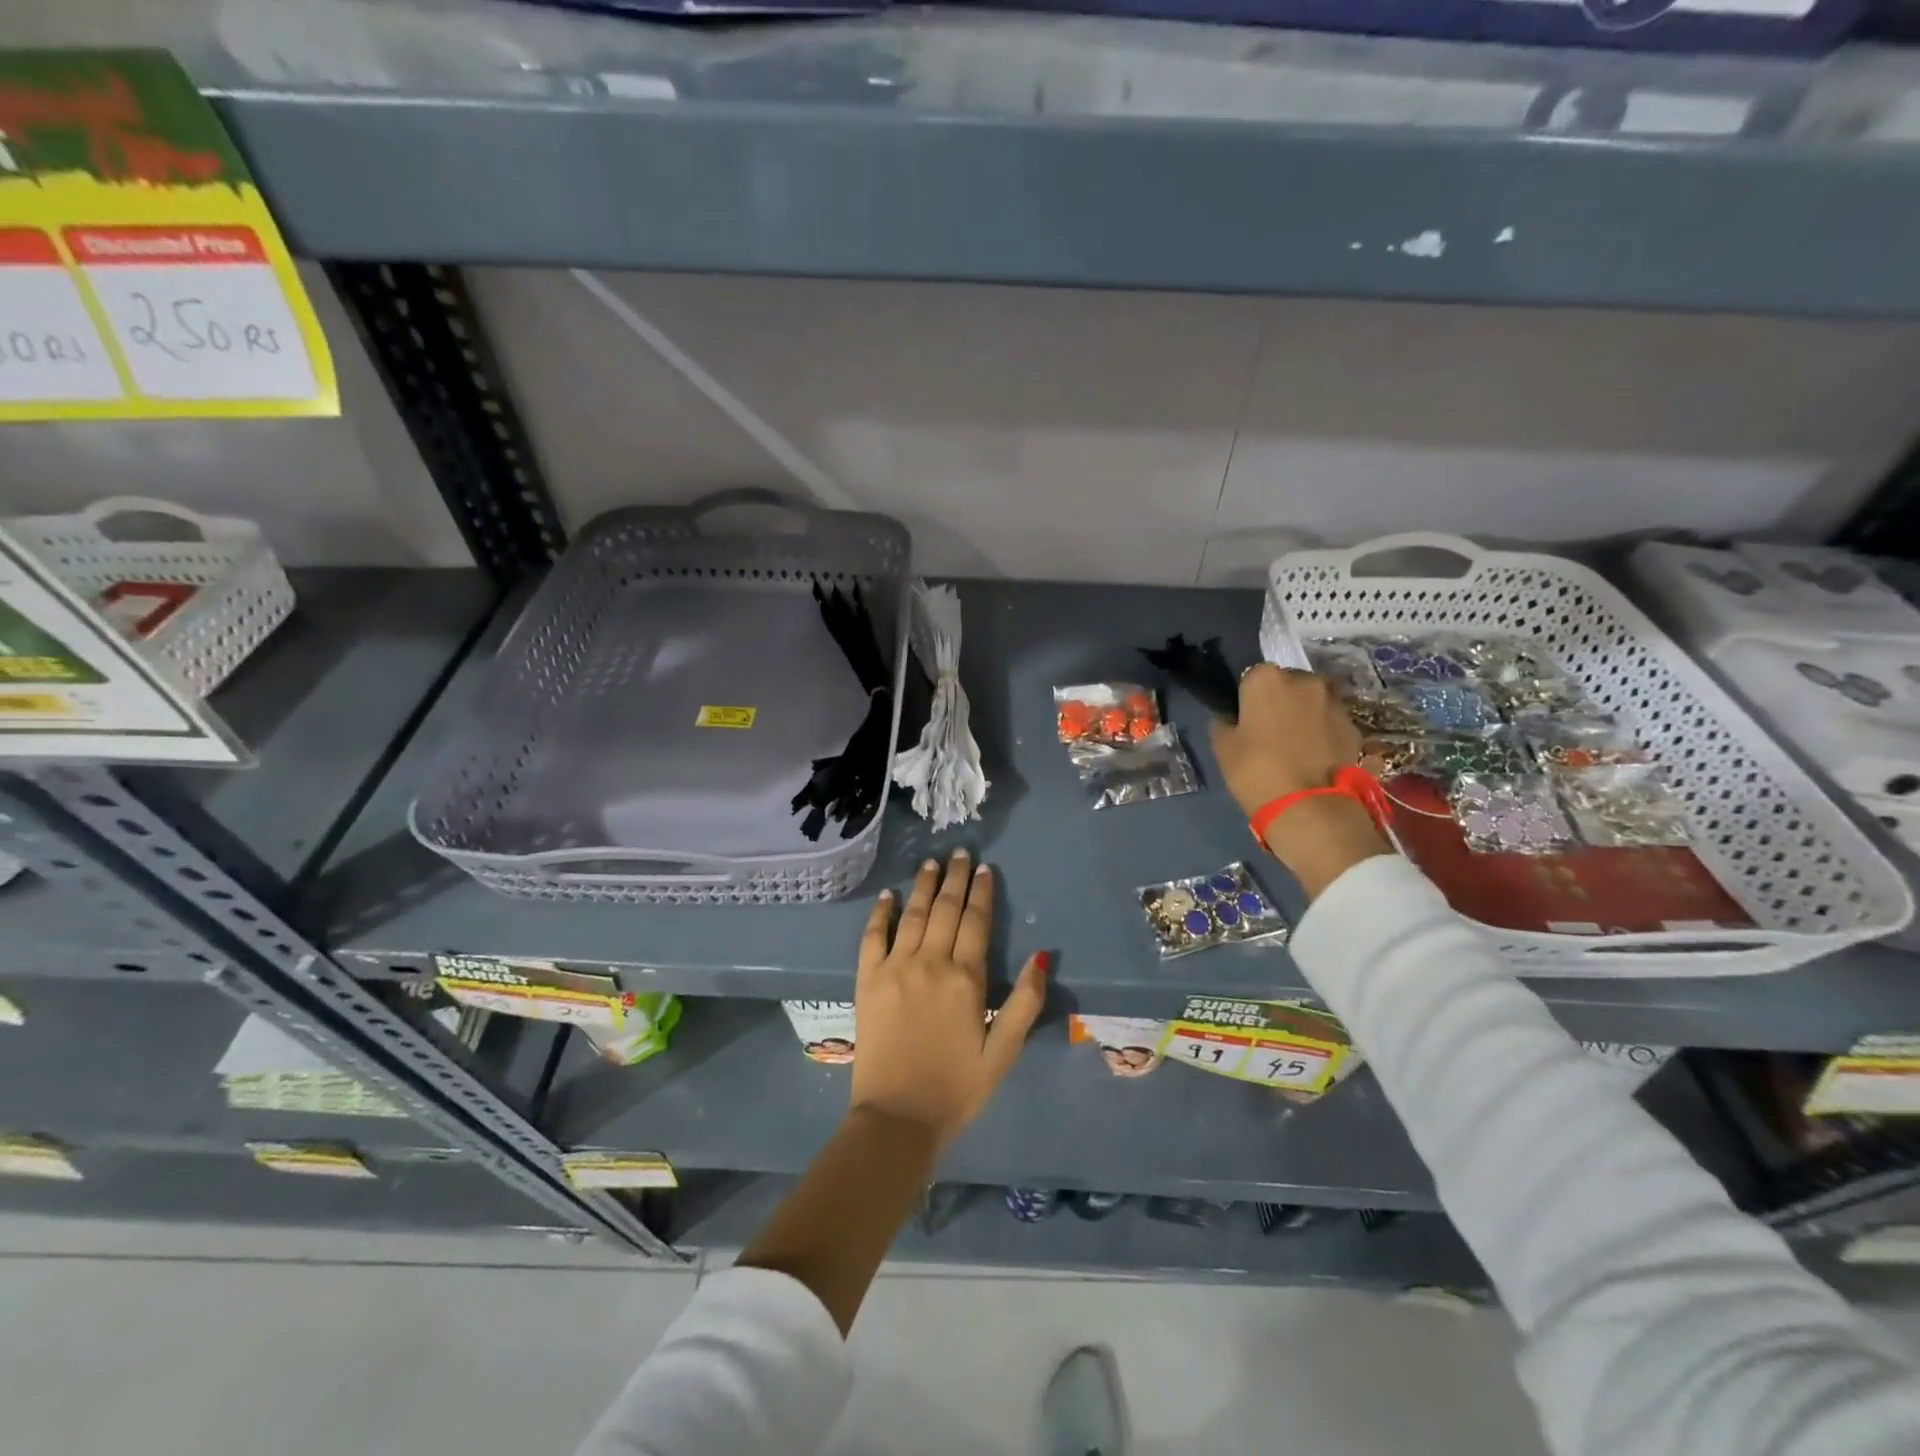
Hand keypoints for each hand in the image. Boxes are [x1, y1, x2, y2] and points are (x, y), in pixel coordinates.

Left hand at [851, 849, 1047, 1145]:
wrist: (897, 1118)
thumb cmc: (957, 1088)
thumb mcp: (1004, 1053)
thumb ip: (1024, 1003)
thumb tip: (1041, 957)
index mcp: (966, 979)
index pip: (976, 922)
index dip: (981, 893)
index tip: (984, 869)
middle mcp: (930, 963)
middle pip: (945, 909)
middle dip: (954, 878)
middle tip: (959, 852)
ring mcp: (894, 968)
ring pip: (912, 915)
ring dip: (922, 886)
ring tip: (930, 863)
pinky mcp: (867, 981)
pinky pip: (872, 937)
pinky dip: (880, 913)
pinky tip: (887, 896)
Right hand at [1211, 664, 1389, 898]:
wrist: (1309, 807)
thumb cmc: (1255, 770)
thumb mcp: (1222, 747)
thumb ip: (1224, 724)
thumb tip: (1231, 719)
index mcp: (1267, 679)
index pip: (1252, 678)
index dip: (1248, 700)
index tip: (1246, 721)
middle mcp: (1305, 680)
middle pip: (1289, 684)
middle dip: (1281, 701)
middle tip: (1271, 732)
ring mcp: (1335, 703)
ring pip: (1314, 702)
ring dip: (1306, 715)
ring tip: (1296, 745)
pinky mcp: (1355, 727)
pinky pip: (1332, 723)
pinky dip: (1324, 733)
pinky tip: (1315, 758)